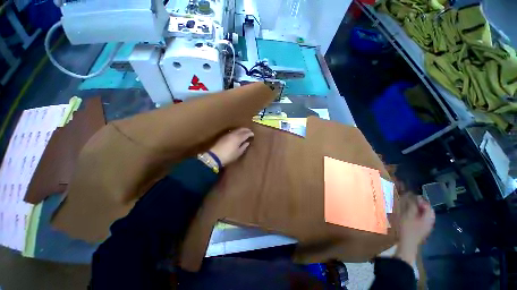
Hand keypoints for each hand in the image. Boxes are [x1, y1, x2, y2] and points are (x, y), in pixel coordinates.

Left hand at [209, 128, 253, 166]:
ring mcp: (228, 134)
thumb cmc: (229, 156)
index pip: (246, 133)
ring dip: (241, 130)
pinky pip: (233, 131)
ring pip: (236, 129)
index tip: (253, 134)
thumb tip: (247, 142)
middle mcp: (234, 134)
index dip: (250, 133)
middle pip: (241, 129)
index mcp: (238, 138)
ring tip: (244, 132)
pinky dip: (237, 131)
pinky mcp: (224, 136)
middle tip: (250, 131)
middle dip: (246, 130)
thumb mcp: (238, 153)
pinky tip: (237, 134)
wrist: (215, 156)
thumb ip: (244, 147)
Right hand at [395, 195, 434, 264]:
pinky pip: (421, 219)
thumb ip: (412, 205)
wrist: (407, 244)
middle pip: (427, 210)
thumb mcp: (408, 215)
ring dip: (417, 209)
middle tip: (409, 200)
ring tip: (408, 206)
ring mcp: (426, 226)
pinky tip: (409, 214)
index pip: (428, 205)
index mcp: (428, 217)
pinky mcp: (421, 229)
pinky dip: (416, 214)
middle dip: (419, 204)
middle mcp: (430, 221)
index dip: (420, 199)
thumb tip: (412, 196)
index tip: (411, 195)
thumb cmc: (407, 228)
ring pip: (424, 214)